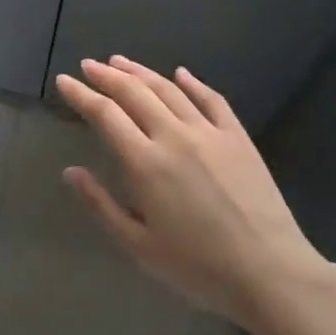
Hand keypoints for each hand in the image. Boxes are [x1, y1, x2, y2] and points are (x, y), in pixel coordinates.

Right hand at [55, 57, 334, 333]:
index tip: (64, 80)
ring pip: (169, 89)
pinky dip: (193, 82)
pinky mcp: (238, 137)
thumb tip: (70, 172)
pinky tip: (180, 73)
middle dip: (107, 75)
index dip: (82, 94)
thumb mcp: (140, 246)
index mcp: (146, 163)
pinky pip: (212, 99)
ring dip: (142, 72)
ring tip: (121, 61)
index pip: (105, 114)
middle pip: (134, 92)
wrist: (271, 273)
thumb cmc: (199, 268)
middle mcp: (174, 136)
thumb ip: (102, 206)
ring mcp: (209, 132)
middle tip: (88, 65)